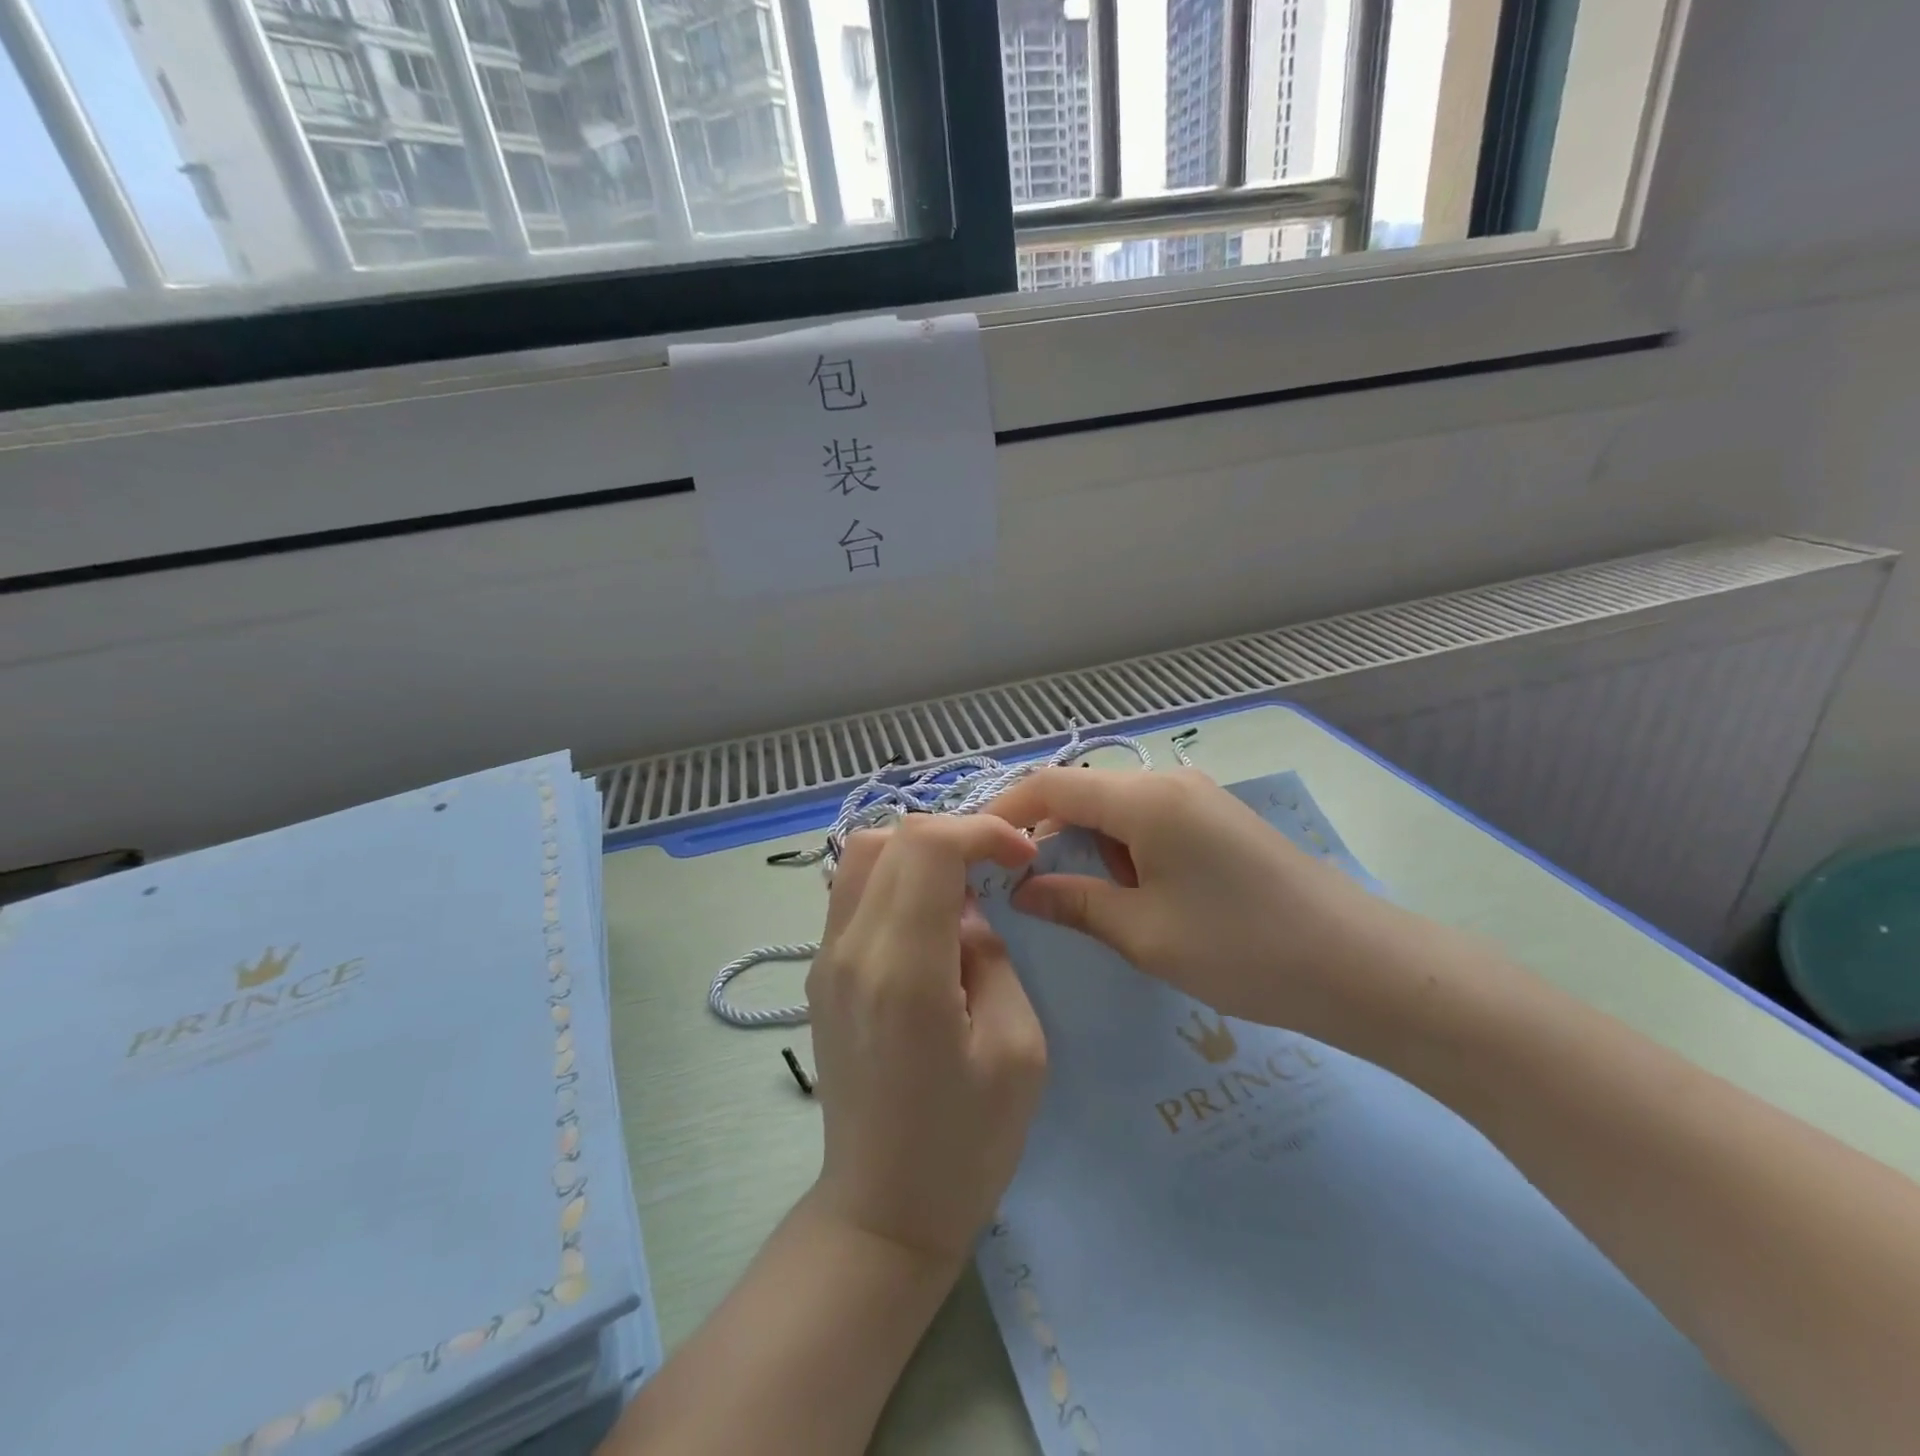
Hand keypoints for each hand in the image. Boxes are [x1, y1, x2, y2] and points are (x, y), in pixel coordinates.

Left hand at [804, 815, 1046, 1267]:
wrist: (883, 1210)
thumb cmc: (965, 1144)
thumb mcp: (1017, 1050)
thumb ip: (992, 958)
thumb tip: (966, 911)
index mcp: (904, 970)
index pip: (927, 846)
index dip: (980, 830)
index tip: (1022, 855)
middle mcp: (851, 950)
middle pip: (889, 838)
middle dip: (953, 834)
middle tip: (997, 867)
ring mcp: (825, 960)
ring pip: (860, 855)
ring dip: (917, 851)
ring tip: (963, 886)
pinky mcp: (820, 974)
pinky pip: (851, 891)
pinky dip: (892, 877)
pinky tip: (928, 918)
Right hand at [988, 768, 1422, 1050]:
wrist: (1362, 967)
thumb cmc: (1244, 949)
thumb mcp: (1145, 933)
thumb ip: (1075, 903)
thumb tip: (1023, 891)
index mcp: (1145, 799)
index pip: (1052, 786)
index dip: (1005, 810)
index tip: (973, 848)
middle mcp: (1168, 782)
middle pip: (1083, 792)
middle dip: (1044, 832)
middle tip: (1016, 883)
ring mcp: (1198, 799)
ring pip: (1116, 809)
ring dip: (1086, 846)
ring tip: (1073, 898)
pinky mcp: (1218, 822)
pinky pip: (1149, 823)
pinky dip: (1122, 851)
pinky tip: (1127, 894)